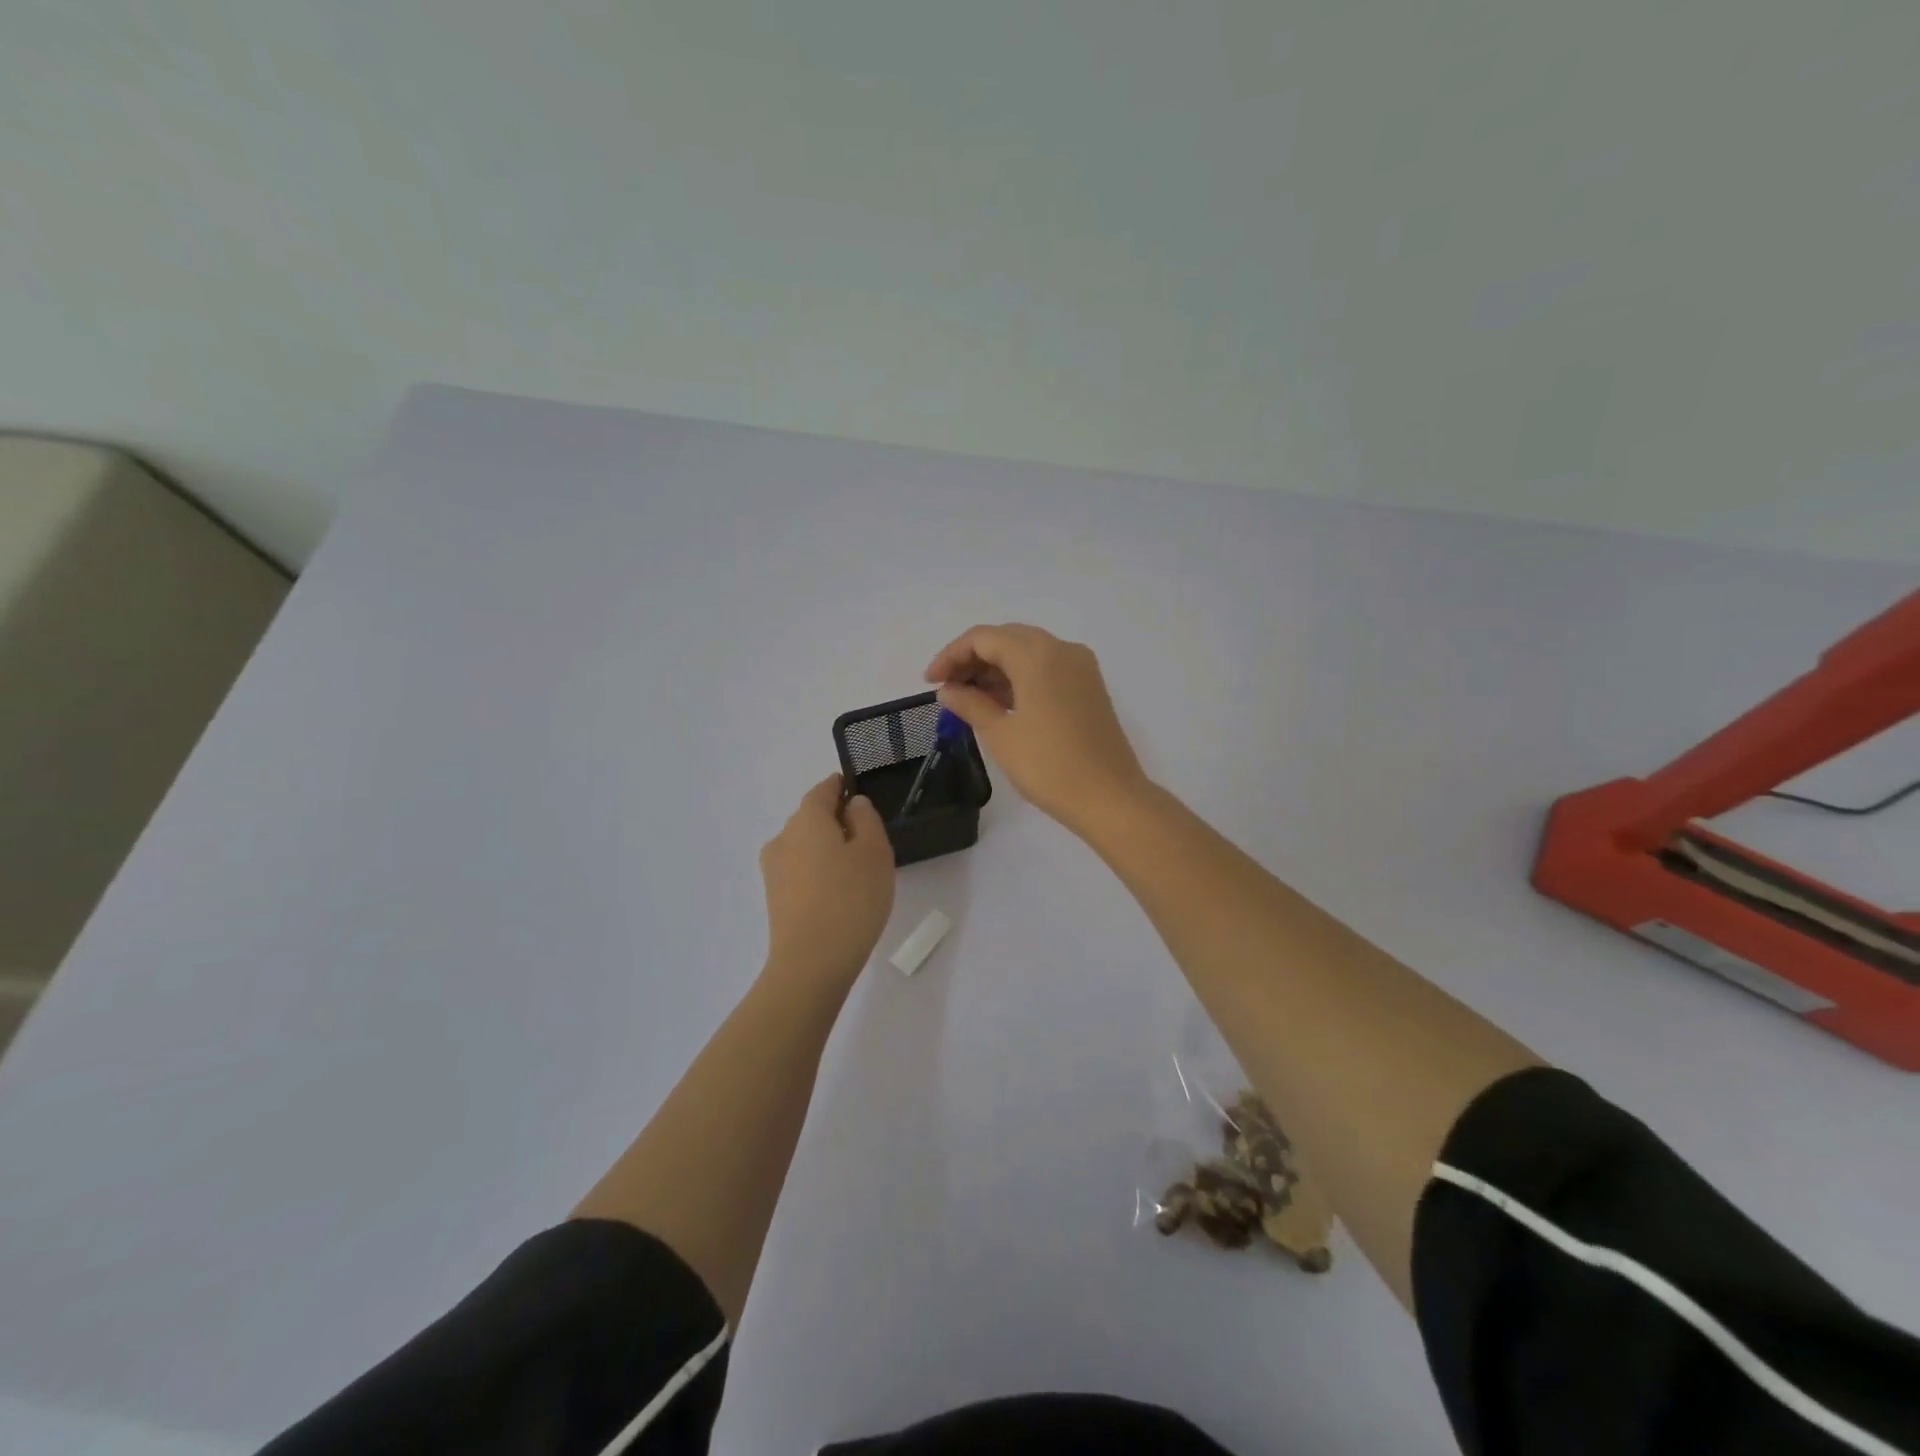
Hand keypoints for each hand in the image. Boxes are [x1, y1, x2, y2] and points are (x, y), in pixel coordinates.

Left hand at [759, 775, 895, 986]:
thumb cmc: (851, 899)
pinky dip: (819, 872)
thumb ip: (866, 819)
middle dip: (837, 821)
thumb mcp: (874, 852)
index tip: (860, 793)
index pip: (823, 790)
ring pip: (805, 846)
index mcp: (806, 819)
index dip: (842, 787)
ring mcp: (774, 870)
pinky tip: (840, 894)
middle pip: (812, 818)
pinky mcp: (775, 897)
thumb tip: (853, 805)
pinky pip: (801, 871)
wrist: (811, 964)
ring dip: (828, 849)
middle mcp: (783, 837)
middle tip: (869, 840)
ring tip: (858, 872)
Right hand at [924, 624, 1147, 835]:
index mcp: (1037, 655)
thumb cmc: (1049, 766)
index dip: (951, 655)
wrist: (1109, 797)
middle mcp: (1062, 650)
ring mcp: (1080, 667)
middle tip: (947, 688)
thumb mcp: (1001, 734)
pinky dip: (1020, 677)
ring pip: (1028, 652)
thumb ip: (970, 704)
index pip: (983, 638)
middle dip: (972, 658)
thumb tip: (948, 690)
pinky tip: (1000, 702)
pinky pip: (1047, 668)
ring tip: (968, 698)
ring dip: (996, 668)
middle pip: (1007, 638)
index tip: (930, 681)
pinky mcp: (1089, 687)